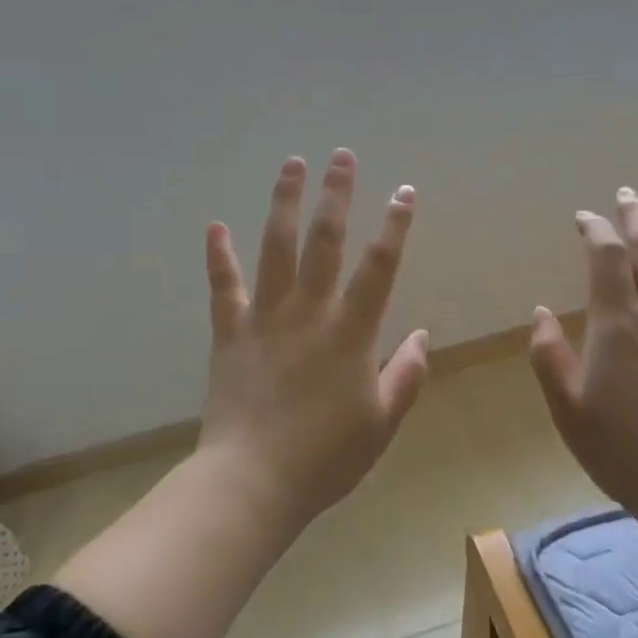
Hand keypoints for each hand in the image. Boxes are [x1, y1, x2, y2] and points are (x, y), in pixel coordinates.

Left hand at [196, 150, 428, 523]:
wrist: (253, 481)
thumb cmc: (326, 457)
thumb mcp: (381, 422)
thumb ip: (406, 375)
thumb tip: (423, 334)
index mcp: (351, 333)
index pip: (379, 267)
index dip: (394, 226)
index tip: (403, 191)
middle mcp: (309, 313)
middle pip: (325, 242)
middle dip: (336, 196)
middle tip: (342, 157)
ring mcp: (265, 319)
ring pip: (275, 248)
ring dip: (284, 203)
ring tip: (291, 165)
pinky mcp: (230, 334)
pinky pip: (224, 288)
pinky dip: (218, 256)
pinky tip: (215, 226)